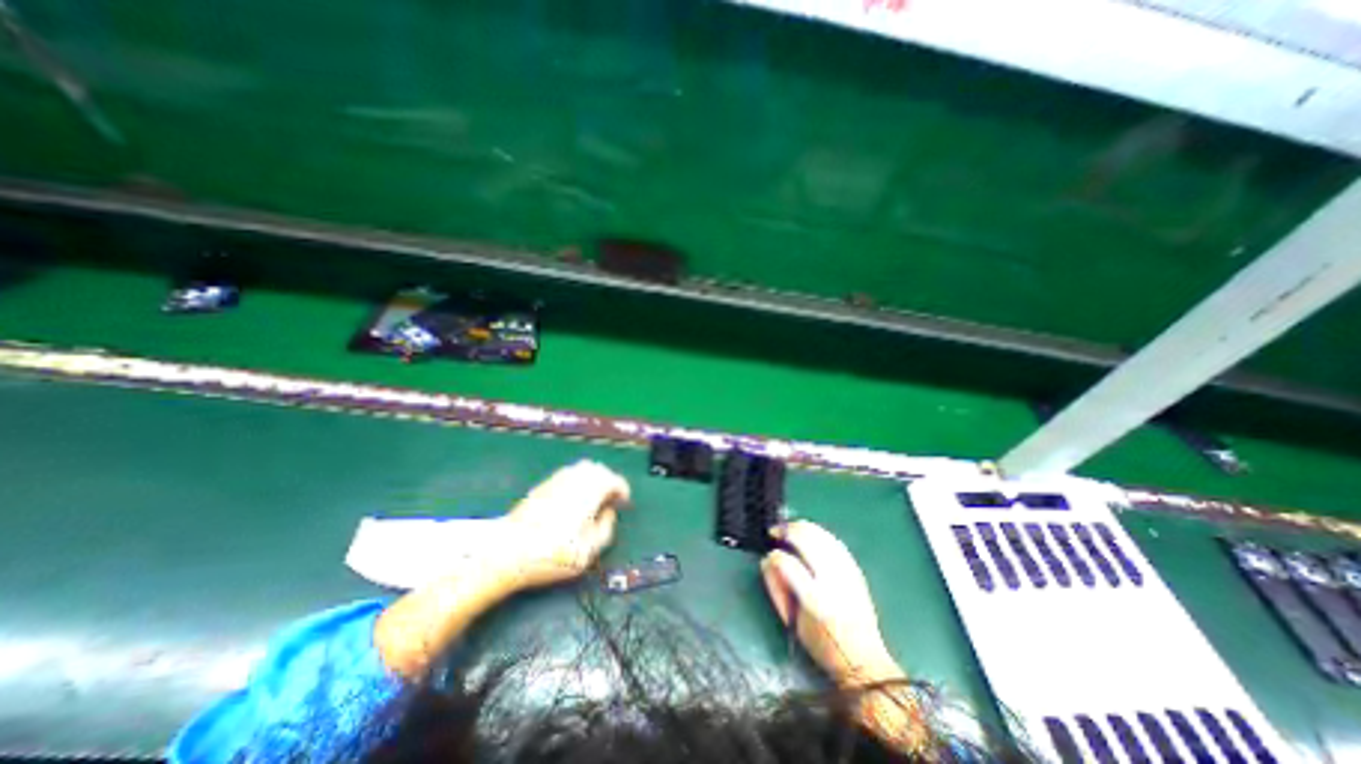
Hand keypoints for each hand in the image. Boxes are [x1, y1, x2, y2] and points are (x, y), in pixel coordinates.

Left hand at [498, 461, 630, 591]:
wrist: (507, 550)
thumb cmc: (552, 553)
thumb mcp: (588, 551)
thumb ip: (606, 530)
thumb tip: (609, 513)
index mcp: (590, 491)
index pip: (614, 480)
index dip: (622, 490)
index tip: (623, 503)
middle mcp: (575, 478)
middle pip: (598, 469)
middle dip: (608, 481)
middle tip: (610, 499)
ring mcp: (557, 479)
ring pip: (581, 469)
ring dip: (592, 480)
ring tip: (592, 499)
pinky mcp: (542, 485)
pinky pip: (567, 475)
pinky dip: (577, 482)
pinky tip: (572, 501)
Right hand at [760, 521, 901, 683]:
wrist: (865, 661)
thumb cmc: (823, 645)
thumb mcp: (793, 622)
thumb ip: (778, 588)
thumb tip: (767, 560)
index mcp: (814, 600)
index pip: (787, 563)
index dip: (774, 555)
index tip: (768, 555)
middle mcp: (832, 581)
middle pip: (806, 540)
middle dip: (786, 531)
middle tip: (775, 532)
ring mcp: (846, 572)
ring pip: (821, 535)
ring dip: (801, 527)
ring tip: (789, 529)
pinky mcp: (855, 570)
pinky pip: (834, 541)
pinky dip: (818, 533)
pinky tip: (810, 534)